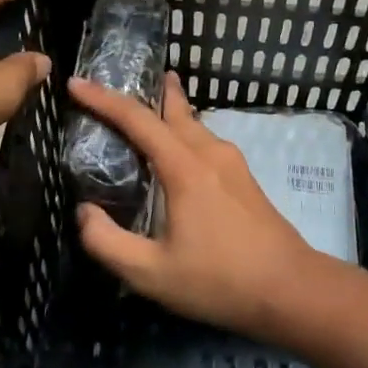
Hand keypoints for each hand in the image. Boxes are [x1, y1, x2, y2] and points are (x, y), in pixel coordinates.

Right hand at [69, 72, 315, 339]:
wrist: (291, 290)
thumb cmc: (219, 280)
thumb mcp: (151, 274)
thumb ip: (108, 242)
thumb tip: (84, 212)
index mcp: (184, 168)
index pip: (137, 120)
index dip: (103, 99)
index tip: (76, 83)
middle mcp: (209, 153)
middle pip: (173, 109)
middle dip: (147, 90)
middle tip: (122, 77)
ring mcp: (232, 163)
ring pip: (193, 123)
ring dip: (169, 109)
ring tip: (151, 104)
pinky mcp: (244, 178)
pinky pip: (205, 140)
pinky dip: (183, 131)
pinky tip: (180, 149)